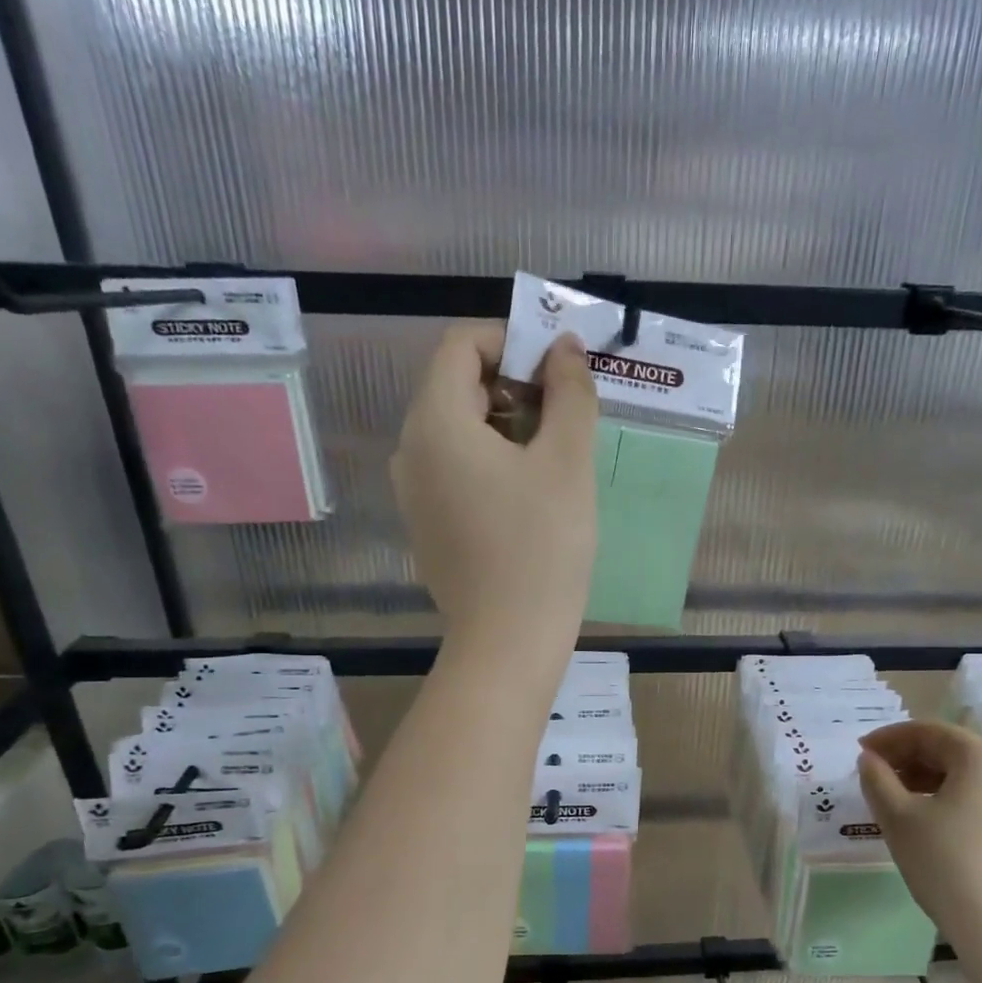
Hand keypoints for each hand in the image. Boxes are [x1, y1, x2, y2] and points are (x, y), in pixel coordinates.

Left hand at [392, 324, 598, 651]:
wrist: (508, 641)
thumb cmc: (541, 547)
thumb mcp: (567, 462)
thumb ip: (570, 393)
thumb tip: (565, 348)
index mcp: (436, 422)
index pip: (461, 345)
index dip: (512, 341)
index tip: (558, 369)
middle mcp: (411, 449)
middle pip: (458, 385)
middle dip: (515, 384)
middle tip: (567, 413)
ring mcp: (414, 491)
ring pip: (459, 429)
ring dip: (509, 424)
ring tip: (556, 456)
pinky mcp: (427, 523)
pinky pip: (455, 468)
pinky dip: (492, 461)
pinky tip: (531, 495)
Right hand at [858, 721, 981, 953]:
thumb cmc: (947, 864)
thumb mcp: (899, 819)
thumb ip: (877, 780)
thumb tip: (869, 759)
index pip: (928, 731)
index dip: (888, 738)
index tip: (860, 753)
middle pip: (952, 750)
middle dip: (908, 758)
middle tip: (875, 776)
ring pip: (969, 776)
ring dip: (929, 780)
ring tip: (897, 801)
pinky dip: (952, 799)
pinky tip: (931, 824)